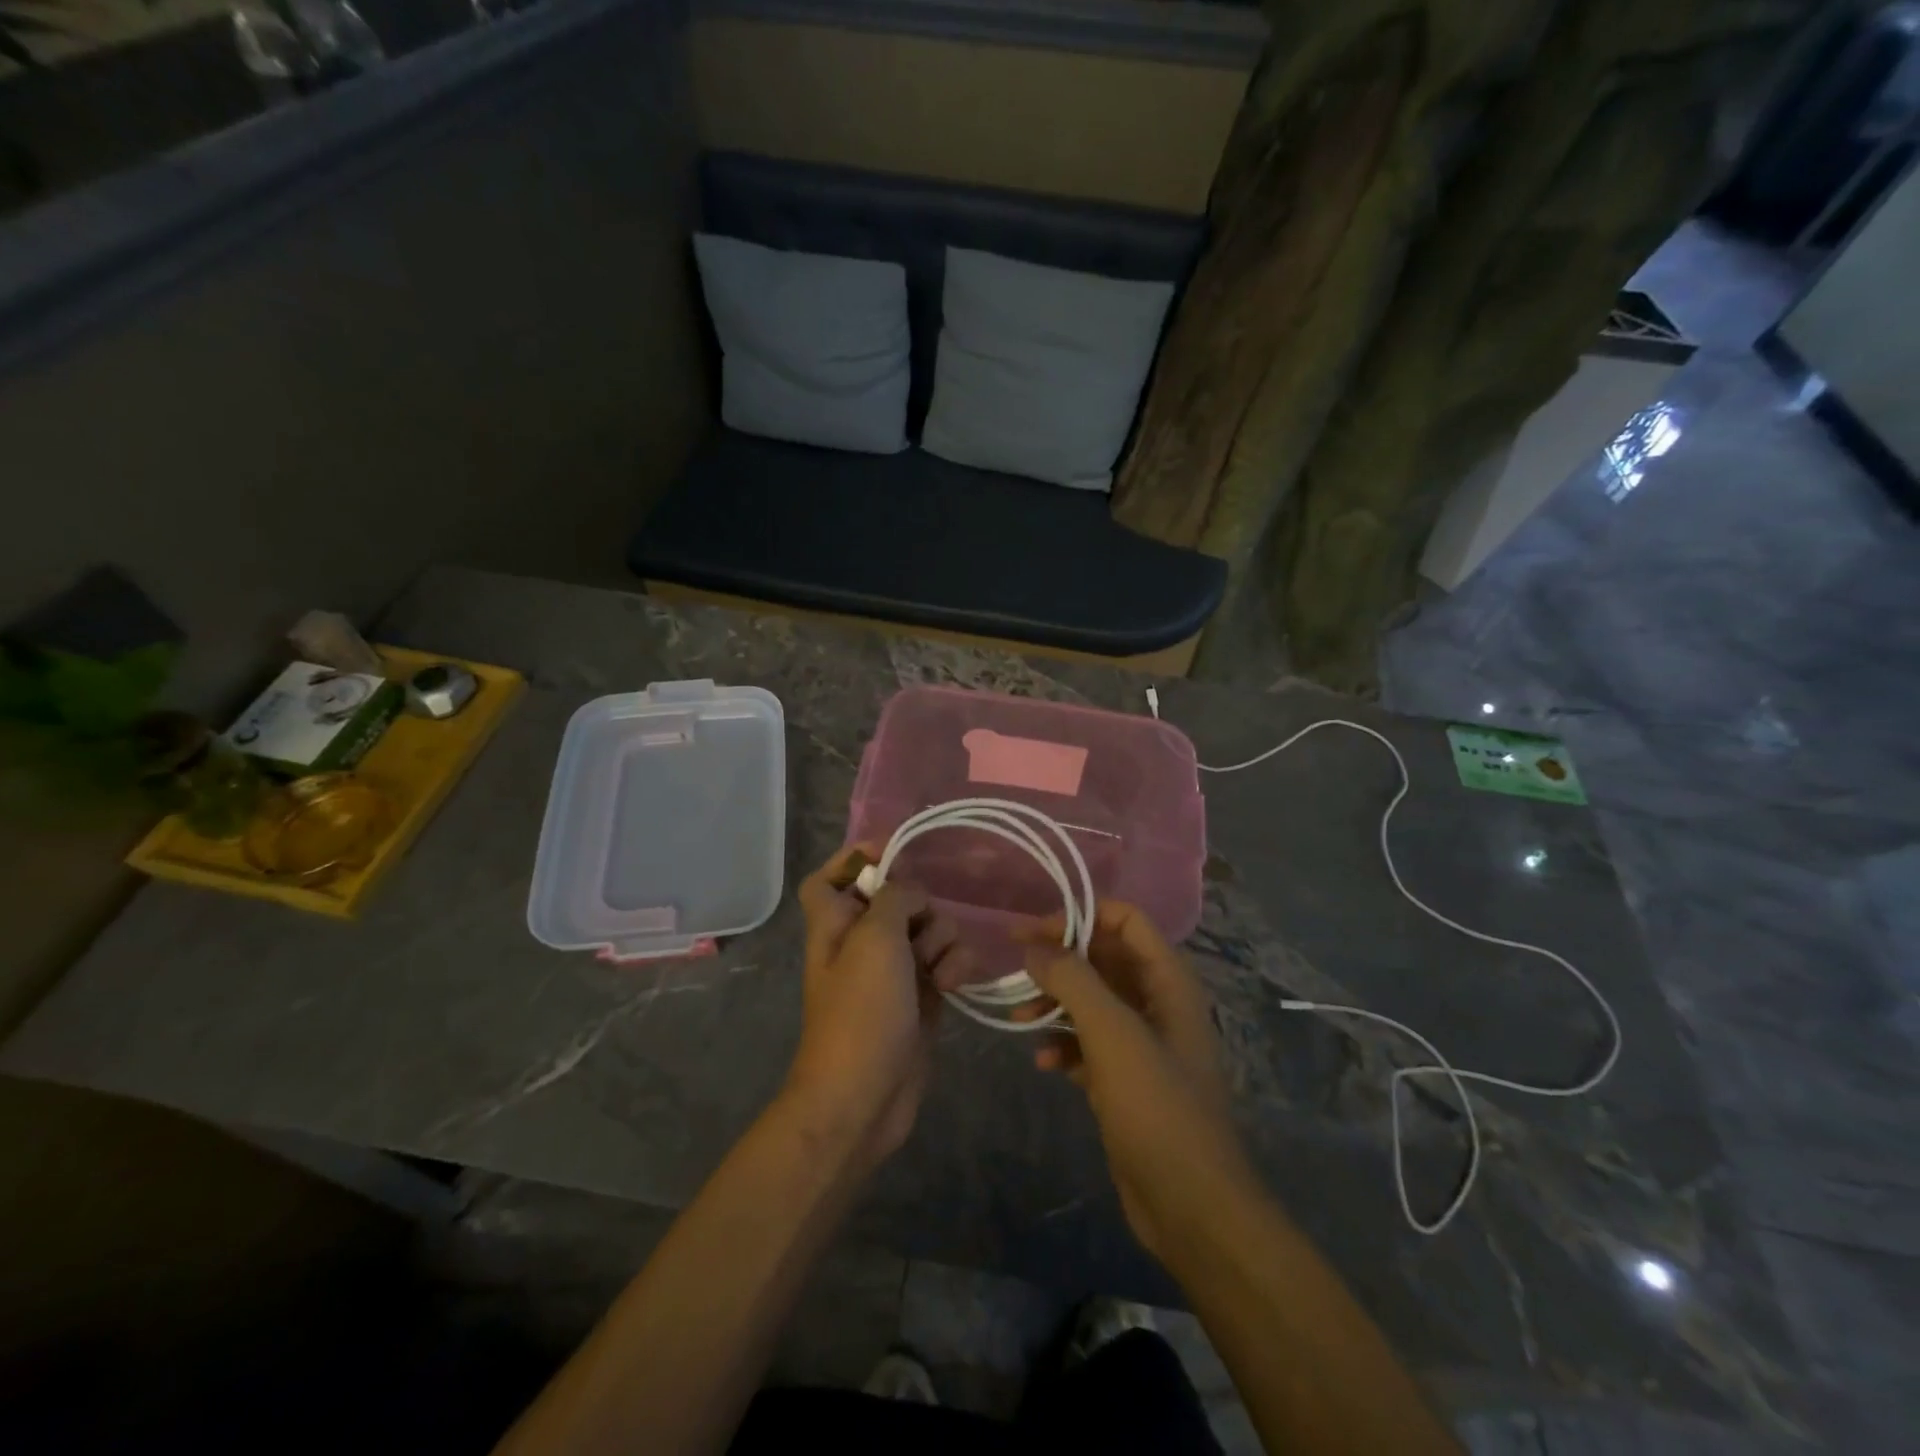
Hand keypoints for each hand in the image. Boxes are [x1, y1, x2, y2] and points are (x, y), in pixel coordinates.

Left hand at [784, 844, 973, 1168]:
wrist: (864, 1097)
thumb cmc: (861, 1011)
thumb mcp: (875, 939)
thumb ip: (894, 898)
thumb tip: (911, 893)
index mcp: (834, 924)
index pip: (830, 877)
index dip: (854, 860)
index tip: (892, 853)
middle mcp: (861, 942)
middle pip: (895, 898)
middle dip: (919, 905)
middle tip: (920, 926)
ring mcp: (894, 971)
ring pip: (929, 929)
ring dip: (943, 940)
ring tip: (937, 970)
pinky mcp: (922, 996)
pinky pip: (946, 962)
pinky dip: (955, 967)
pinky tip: (953, 986)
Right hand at [1016, 902, 1253, 1260]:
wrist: (1191, 1206)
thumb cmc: (1157, 1108)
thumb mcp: (1112, 1034)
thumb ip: (1073, 981)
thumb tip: (1035, 948)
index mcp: (1167, 981)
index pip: (1125, 920)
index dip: (1080, 917)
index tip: (1033, 931)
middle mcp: (1157, 1003)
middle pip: (1103, 959)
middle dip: (1060, 960)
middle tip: (1015, 966)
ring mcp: (1142, 1043)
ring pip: (1091, 1002)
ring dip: (1055, 1004)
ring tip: (1019, 1019)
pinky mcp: (1126, 1080)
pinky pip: (1088, 1044)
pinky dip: (1063, 1045)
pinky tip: (1043, 1063)